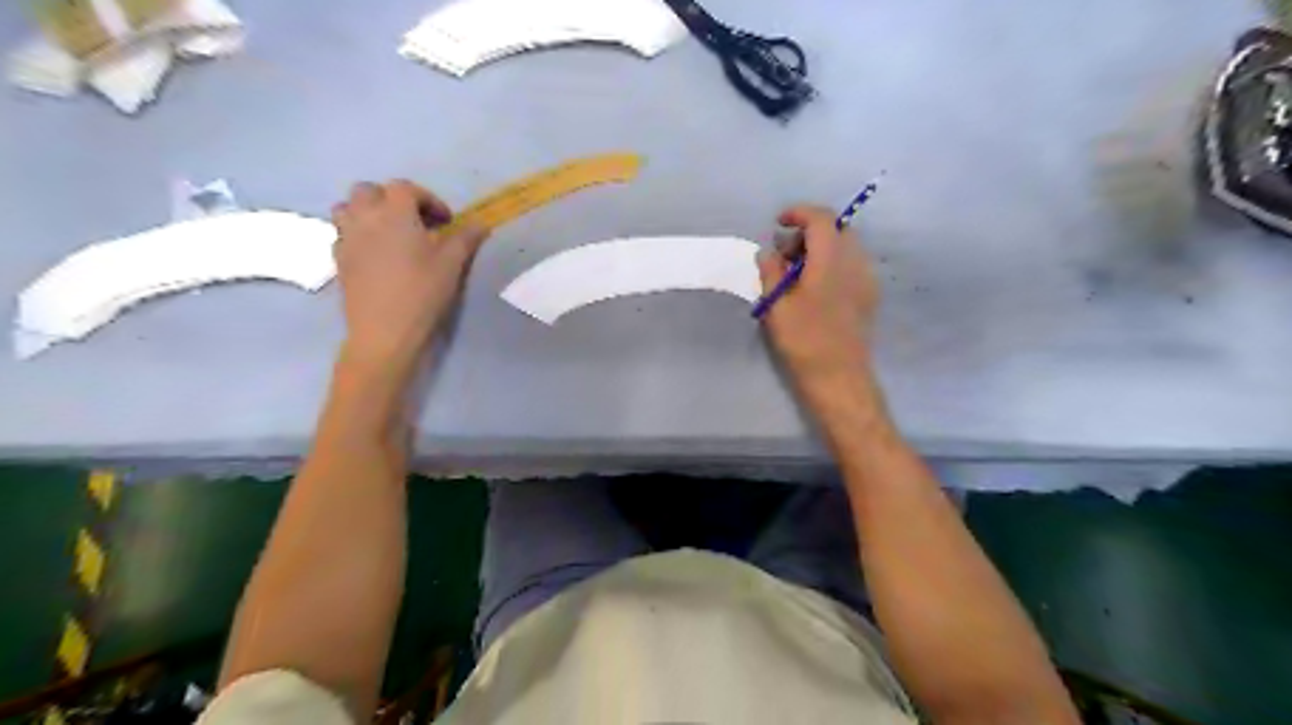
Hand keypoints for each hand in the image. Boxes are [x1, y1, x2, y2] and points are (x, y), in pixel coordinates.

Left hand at [331, 178, 490, 370]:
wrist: (385, 330)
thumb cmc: (422, 292)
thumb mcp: (452, 264)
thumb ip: (466, 238)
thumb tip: (481, 224)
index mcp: (394, 213)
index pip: (405, 188)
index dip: (428, 199)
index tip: (446, 222)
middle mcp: (364, 217)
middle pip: (369, 190)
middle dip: (392, 199)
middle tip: (416, 222)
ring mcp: (346, 237)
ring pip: (348, 208)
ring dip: (368, 212)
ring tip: (390, 233)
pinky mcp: (338, 259)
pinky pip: (343, 233)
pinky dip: (358, 233)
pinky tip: (377, 255)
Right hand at [758, 205, 878, 382]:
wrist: (839, 377)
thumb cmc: (804, 341)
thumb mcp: (776, 305)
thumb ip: (771, 271)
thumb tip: (768, 251)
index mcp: (831, 259)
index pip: (821, 218)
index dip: (798, 213)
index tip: (778, 223)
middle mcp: (855, 261)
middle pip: (836, 229)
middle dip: (808, 233)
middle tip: (784, 255)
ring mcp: (866, 279)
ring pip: (845, 247)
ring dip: (820, 249)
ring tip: (796, 275)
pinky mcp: (869, 296)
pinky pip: (851, 265)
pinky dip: (831, 264)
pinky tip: (814, 289)